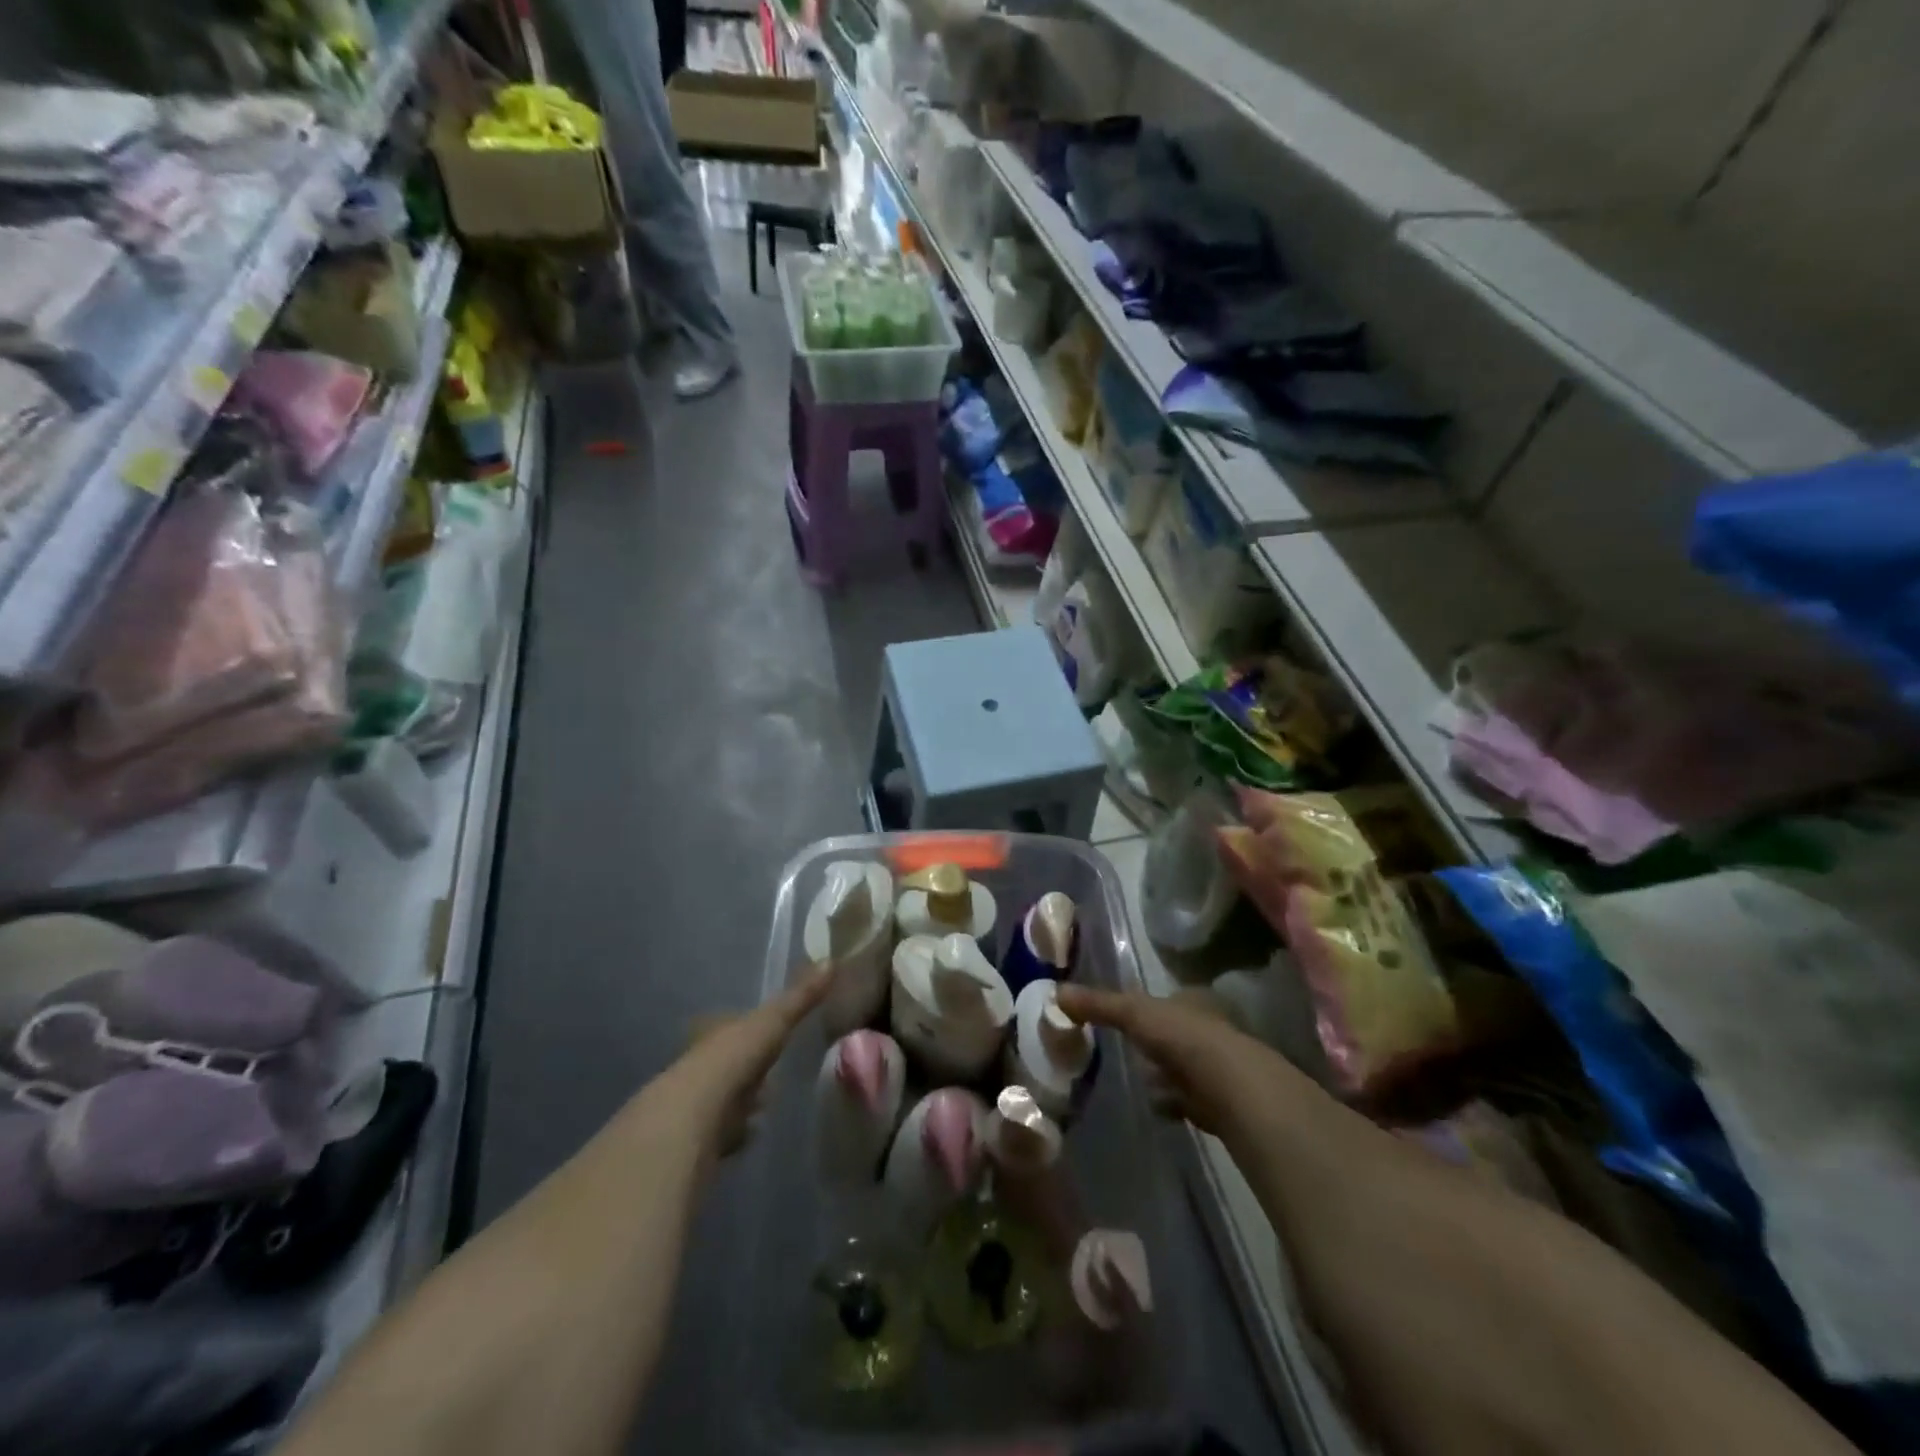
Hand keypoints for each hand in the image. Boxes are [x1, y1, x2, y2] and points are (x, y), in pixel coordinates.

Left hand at [666, 968, 831, 1163]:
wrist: (693, 1120)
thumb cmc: (731, 1060)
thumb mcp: (772, 1022)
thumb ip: (799, 997)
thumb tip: (831, 960)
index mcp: (713, 1032)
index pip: (731, 1023)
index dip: (749, 1027)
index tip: (771, 1031)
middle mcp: (699, 1063)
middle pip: (727, 1060)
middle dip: (746, 1065)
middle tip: (772, 1069)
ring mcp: (696, 1102)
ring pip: (724, 1095)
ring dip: (741, 1099)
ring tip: (766, 1103)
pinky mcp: (698, 1138)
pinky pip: (723, 1130)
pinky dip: (736, 1131)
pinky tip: (751, 1133)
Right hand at [1056, 983, 1286, 1139]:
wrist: (1232, 1088)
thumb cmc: (1184, 1037)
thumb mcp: (1134, 1012)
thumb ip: (1099, 1004)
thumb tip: (1056, 992)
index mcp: (1193, 1001)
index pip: (1169, 1001)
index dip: (1148, 1010)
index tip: (1126, 1020)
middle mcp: (1210, 1030)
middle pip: (1176, 1034)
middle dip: (1156, 1044)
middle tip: (1128, 1052)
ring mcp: (1218, 1067)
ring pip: (1184, 1067)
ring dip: (1164, 1075)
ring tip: (1138, 1082)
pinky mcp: (1221, 1102)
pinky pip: (1190, 1099)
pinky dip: (1174, 1102)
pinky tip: (1157, 1107)